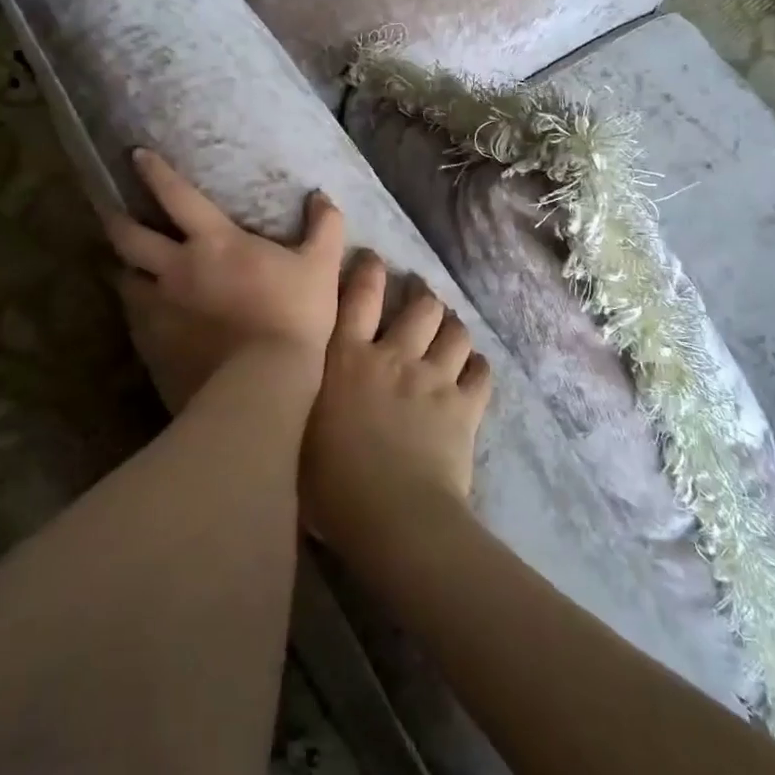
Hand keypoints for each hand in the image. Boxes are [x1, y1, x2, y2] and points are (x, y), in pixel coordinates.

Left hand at [108, 150, 344, 408]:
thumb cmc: (294, 317)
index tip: (136, 155)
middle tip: (108, 211)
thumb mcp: (320, 267)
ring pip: (124, 280)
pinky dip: (138, 312)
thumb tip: (321, 197)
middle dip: (115, 219)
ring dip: (125, 269)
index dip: (154, 172)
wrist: (262, 385)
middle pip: (129, 236)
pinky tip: (147, 317)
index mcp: (213, 242)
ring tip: (127, 268)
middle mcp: (174, 269)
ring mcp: (157, 309)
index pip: (175, 195)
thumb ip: (324, 228)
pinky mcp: (150, 346)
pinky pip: (135, 321)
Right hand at [303, 252, 491, 552]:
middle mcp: (393, 356)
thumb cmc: (330, 483)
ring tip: (450, 326)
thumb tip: (293, 384)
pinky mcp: (464, 406)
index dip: (368, 270)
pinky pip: (481, 373)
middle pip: (419, 307)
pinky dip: (478, 367)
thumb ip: (300, 398)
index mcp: (347, 358)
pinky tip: (474, 368)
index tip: (374, 258)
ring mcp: (434, 379)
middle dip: (422, 294)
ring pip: (454, 332)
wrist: (392, 516)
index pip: (358, 296)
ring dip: (453, 325)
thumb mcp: (296, 433)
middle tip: (421, 293)